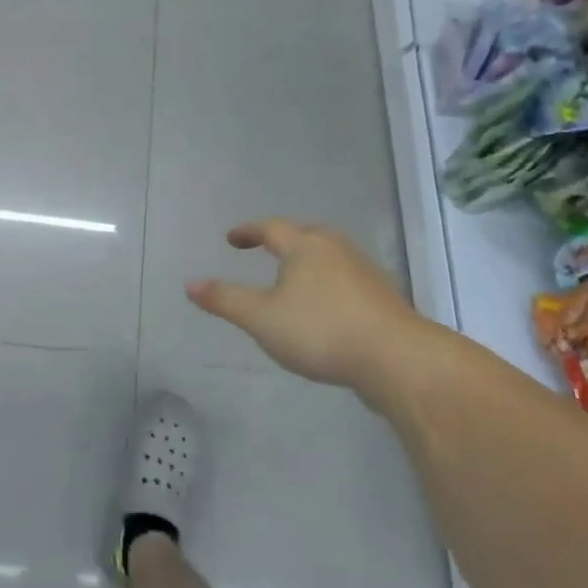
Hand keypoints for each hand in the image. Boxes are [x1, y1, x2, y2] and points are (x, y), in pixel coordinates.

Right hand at [186, 219, 432, 391]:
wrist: (397, 358)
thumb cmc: (321, 331)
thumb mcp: (261, 318)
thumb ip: (225, 300)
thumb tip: (190, 283)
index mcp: (305, 246)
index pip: (271, 228)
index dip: (248, 231)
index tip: (232, 238)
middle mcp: (336, 249)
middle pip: (305, 234)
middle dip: (283, 240)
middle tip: (266, 249)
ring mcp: (365, 271)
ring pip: (330, 255)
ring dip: (309, 260)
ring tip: (295, 276)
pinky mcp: (383, 296)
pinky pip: (347, 277)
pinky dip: (329, 281)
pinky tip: (327, 305)